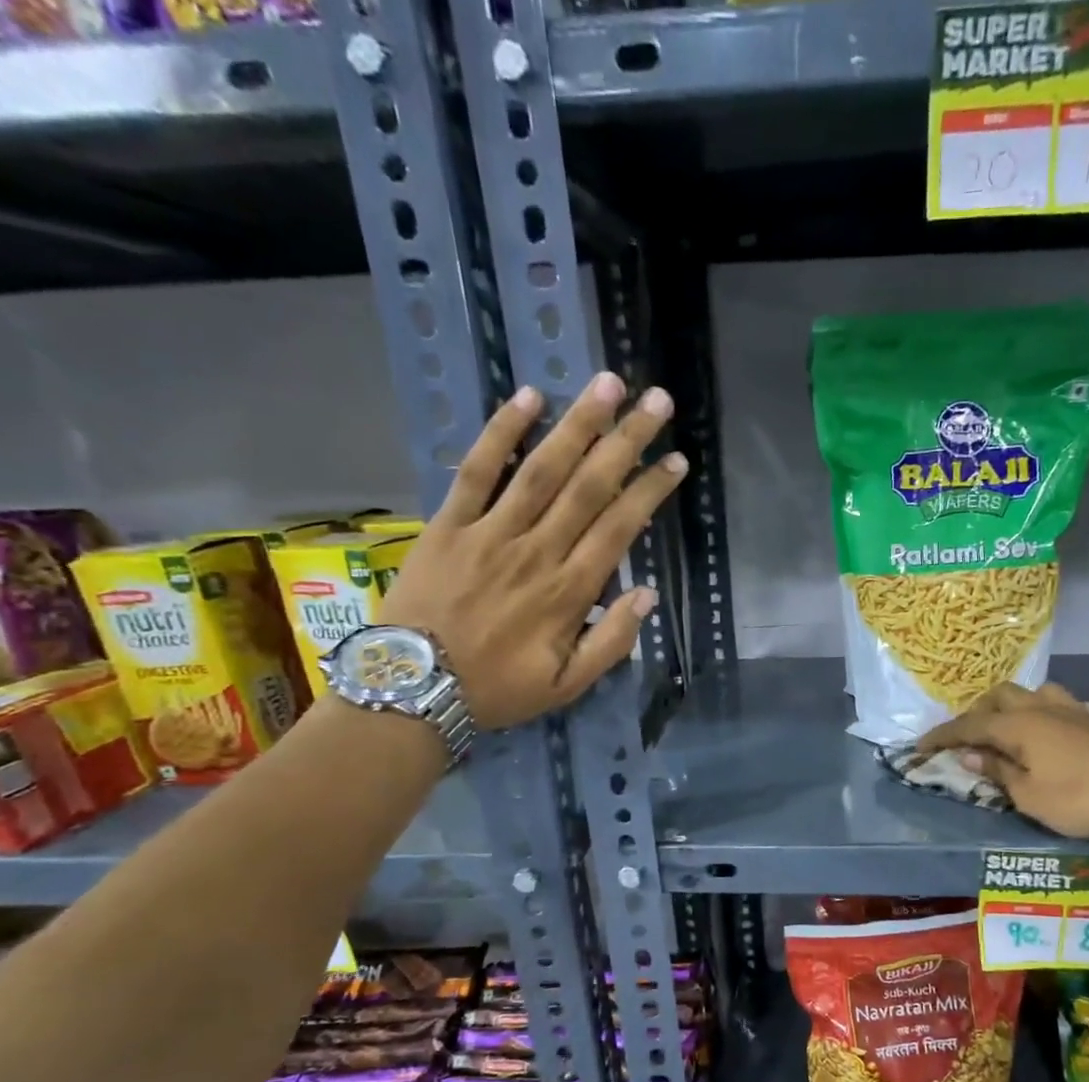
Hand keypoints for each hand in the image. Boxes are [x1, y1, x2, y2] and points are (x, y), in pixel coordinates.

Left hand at [380, 373, 684, 728]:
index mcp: (569, 592)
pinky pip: (476, 471)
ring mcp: (491, 533)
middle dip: (626, 440)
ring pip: (542, 469)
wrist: (413, 689)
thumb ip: (611, 643)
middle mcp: (537, 552)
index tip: (675, 460)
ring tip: (607, 385)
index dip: (650, 490)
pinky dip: (500, 433)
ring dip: (577, 424)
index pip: (620, 528)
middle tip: (656, 400)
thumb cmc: (497, 690)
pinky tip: (528, 398)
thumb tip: (646, 595)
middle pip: (589, 486)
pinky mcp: (449, 524)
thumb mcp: (567, 686)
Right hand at [916, 683, 1088, 839]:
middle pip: (999, 695)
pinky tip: (1047, 733)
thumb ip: (997, 771)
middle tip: (968, 737)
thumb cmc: (1076, 797)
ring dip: (1013, 705)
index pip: (968, 725)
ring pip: (1032, 692)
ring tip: (1008, 728)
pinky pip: (1059, 705)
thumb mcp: (1028, 796)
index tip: (920, 746)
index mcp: (1017, 725)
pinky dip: (1042, 714)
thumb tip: (970, 753)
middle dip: (977, 712)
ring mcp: (1070, 709)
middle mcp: (1040, 708)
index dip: (942, 735)